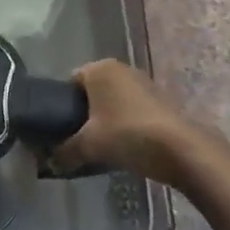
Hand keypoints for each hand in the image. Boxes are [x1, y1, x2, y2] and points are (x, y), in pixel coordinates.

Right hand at [50, 58, 205, 184]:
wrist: (182, 149)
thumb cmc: (129, 135)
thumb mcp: (90, 145)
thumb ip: (65, 151)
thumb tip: (48, 162)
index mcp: (99, 68)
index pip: (70, 82)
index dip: (61, 106)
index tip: (60, 130)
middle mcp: (120, 68)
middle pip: (91, 91)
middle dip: (84, 114)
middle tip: (77, 140)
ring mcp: (142, 82)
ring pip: (112, 101)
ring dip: (105, 120)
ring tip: (100, 146)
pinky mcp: (158, 99)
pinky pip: (130, 108)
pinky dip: (124, 123)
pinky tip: (124, 146)